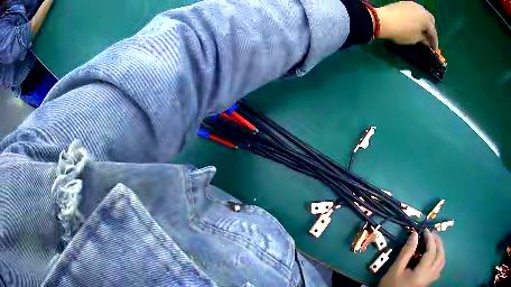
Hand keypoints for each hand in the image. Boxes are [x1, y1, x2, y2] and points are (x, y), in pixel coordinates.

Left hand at [375, 1, 437, 48]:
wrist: (383, 20)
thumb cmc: (402, 31)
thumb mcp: (415, 39)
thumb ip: (423, 39)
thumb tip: (426, 40)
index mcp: (426, 18)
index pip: (433, 32)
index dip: (434, 42)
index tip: (434, 50)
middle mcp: (421, 9)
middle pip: (430, 20)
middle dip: (430, 29)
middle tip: (428, 38)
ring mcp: (412, 4)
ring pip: (422, 13)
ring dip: (424, 22)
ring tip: (421, 31)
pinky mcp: (403, 3)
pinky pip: (414, 11)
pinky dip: (417, 17)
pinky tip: (414, 23)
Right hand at [379, 229, 444, 286]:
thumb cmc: (391, 286)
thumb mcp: (395, 269)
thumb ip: (406, 252)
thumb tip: (415, 235)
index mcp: (422, 272)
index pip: (431, 251)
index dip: (430, 238)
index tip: (424, 230)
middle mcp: (430, 275)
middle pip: (440, 255)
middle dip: (437, 242)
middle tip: (430, 234)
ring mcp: (430, 279)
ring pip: (442, 262)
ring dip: (440, 250)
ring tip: (433, 243)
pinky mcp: (428, 282)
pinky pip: (439, 269)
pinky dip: (439, 259)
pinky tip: (433, 258)